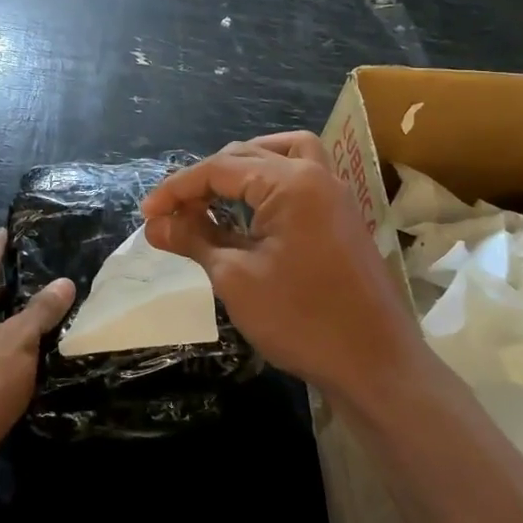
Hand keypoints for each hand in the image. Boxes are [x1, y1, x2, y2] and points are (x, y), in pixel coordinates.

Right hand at [141, 132, 423, 402]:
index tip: (147, 214)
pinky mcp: (341, 218)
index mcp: (292, 182)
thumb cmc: (301, 319)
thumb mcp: (236, 278)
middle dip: (205, 180)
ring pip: (282, 156)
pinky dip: (271, 181)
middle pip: (248, 156)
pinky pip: (302, 178)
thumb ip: (194, 240)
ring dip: (244, 167)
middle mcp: (316, 175)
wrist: (375, 366)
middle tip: (173, 213)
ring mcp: (335, 195)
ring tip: (214, 193)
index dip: (178, 189)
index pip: (220, 168)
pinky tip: (252, 210)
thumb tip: (155, 224)